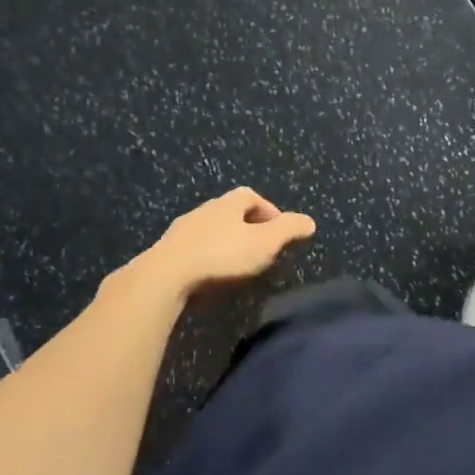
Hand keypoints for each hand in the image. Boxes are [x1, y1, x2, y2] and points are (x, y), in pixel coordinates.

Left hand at [134, 188, 316, 298]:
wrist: (164, 278)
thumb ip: (289, 230)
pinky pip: (191, 251)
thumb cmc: (221, 256)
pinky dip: (204, 259)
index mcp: (227, 204)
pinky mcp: (164, 254)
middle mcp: (202, 211)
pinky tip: (209, 278)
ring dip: (223, 244)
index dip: (268, 210)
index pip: (251, 196)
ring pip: (208, 232)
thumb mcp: (265, 244)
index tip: (278, 231)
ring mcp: (180, 232)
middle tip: (260, 249)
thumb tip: (309, 221)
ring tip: (235, 267)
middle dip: (246, 228)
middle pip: (228, 212)